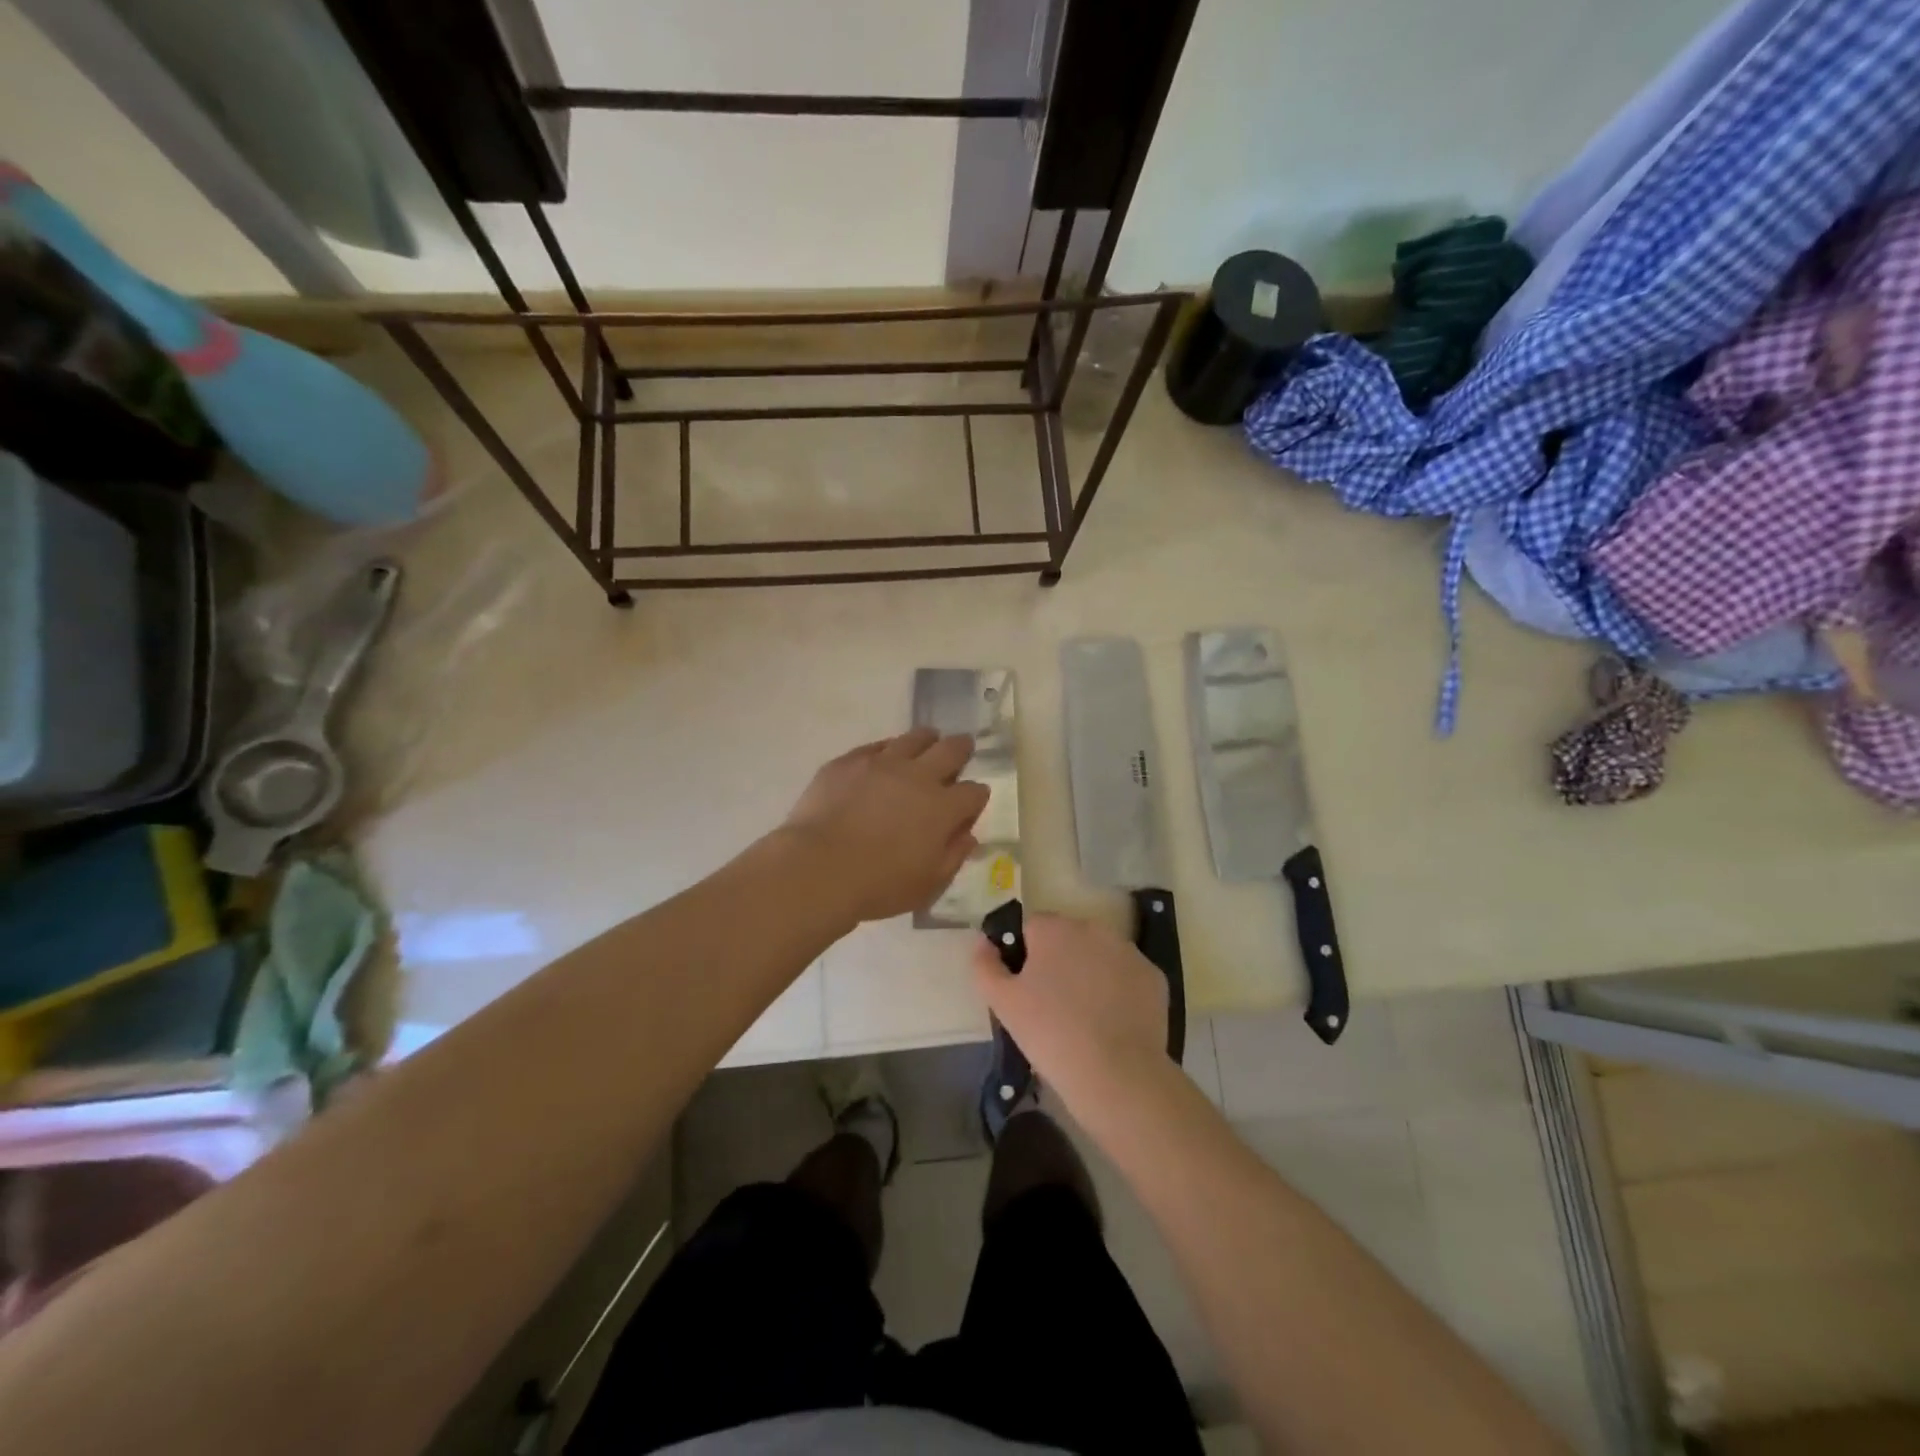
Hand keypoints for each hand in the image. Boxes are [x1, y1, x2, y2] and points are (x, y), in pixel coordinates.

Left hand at [782, 728, 989, 922]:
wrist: (818, 868)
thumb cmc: (878, 885)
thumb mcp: (928, 884)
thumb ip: (954, 856)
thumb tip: (967, 835)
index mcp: (943, 808)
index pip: (974, 792)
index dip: (977, 796)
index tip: (972, 802)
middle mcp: (918, 776)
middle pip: (951, 750)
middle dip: (962, 749)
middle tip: (962, 748)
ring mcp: (882, 763)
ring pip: (914, 738)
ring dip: (927, 740)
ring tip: (928, 741)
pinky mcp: (849, 761)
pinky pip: (876, 746)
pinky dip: (887, 749)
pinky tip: (884, 757)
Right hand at [971, 913, 1168, 1110]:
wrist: (1116, 1073)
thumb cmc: (1050, 1033)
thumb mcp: (1002, 1003)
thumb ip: (984, 965)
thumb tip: (983, 942)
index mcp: (1054, 928)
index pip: (1031, 929)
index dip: (1024, 957)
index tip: (1026, 990)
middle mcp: (1093, 928)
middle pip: (1067, 938)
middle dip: (1058, 962)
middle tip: (1052, 1006)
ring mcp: (1128, 950)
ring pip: (1098, 955)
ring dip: (1089, 973)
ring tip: (1084, 1017)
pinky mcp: (1153, 975)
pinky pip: (1126, 976)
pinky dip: (1118, 991)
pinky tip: (1112, 1022)